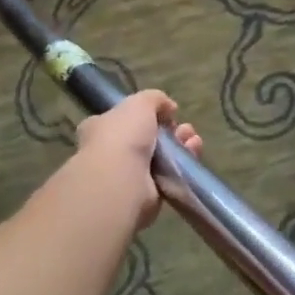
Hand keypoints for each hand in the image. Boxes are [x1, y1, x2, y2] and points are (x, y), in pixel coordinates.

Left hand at [74, 90, 200, 228]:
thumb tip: (168, 107)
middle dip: (171, 131)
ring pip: (161, 156)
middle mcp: (111, 152)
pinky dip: (183, 166)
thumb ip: (154, 99)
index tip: (167, 114)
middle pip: (147, 138)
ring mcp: (129, 174)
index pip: (124, 119)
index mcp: (100, 128)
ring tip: (194, 141)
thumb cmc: (123, 136)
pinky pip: (169, 176)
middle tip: (186, 129)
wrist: (121, 181)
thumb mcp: (139, 103)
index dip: (147, 115)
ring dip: (181, 146)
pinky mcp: (146, 194)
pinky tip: (194, 154)